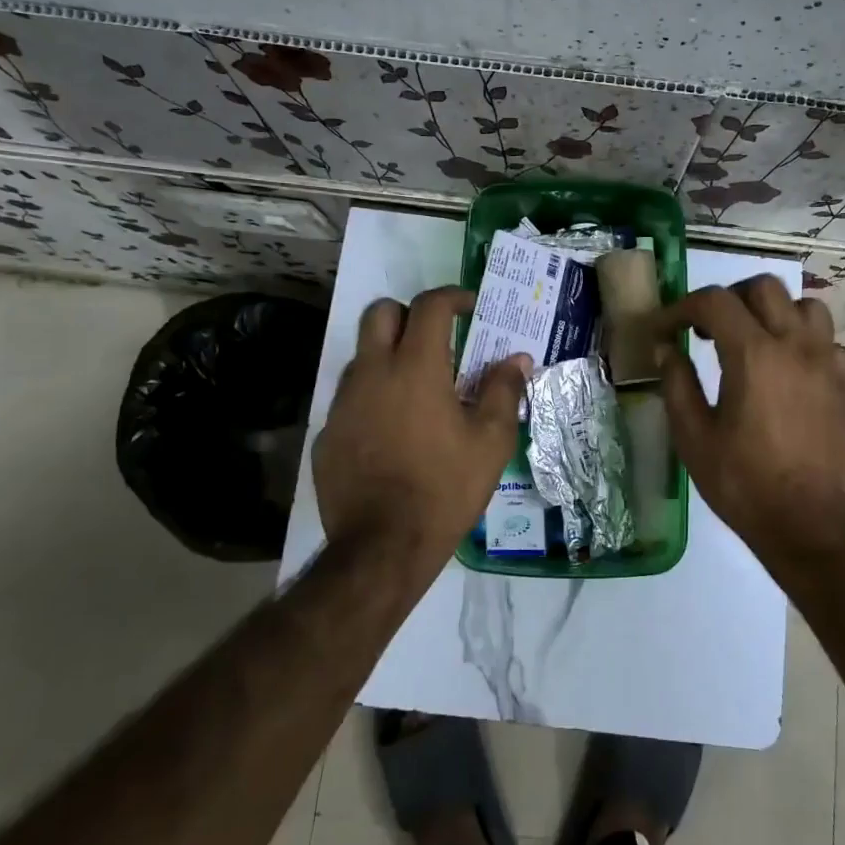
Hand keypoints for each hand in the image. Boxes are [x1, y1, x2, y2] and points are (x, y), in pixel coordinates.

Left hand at [313, 286, 529, 561]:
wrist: (382, 547)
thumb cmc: (445, 488)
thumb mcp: (490, 442)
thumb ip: (503, 392)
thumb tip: (517, 360)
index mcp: (415, 368)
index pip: (429, 306)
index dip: (452, 297)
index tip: (470, 307)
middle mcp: (372, 373)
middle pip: (380, 312)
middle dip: (408, 314)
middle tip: (435, 339)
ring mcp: (343, 403)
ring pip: (362, 356)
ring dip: (389, 357)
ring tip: (418, 392)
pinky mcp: (327, 433)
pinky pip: (351, 399)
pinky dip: (373, 400)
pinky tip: (392, 434)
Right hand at [657, 276, 844, 551]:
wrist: (810, 525)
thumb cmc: (744, 483)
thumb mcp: (694, 437)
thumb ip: (677, 383)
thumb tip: (666, 348)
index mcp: (754, 355)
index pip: (714, 302)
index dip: (681, 309)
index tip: (664, 330)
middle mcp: (795, 345)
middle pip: (763, 288)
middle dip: (727, 299)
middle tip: (705, 330)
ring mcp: (826, 361)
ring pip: (802, 304)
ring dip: (771, 311)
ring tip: (749, 339)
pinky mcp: (843, 382)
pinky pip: (824, 337)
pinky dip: (799, 337)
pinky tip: (783, 367)